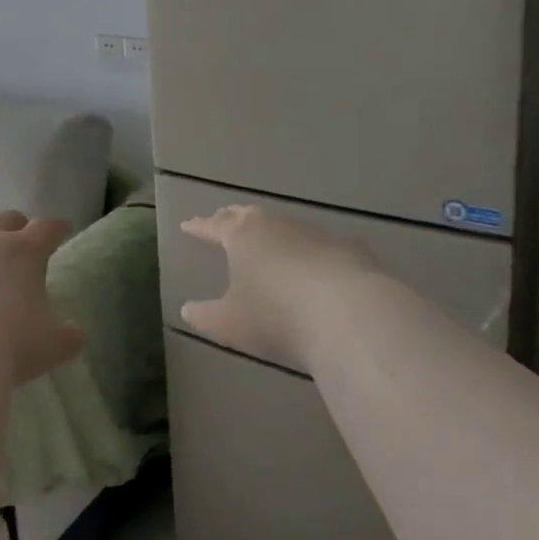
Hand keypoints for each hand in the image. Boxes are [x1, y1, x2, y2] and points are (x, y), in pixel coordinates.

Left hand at [0, 210, 85, 383]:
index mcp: (26, 251)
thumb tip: (75, 335)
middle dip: (17, 227)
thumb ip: (69, 336)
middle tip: (21, 241)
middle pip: (7, 219)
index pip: (48, 228)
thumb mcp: (53, 345)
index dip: (57, 228)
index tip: (62, 230)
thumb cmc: (10, 344)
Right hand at [179, 205, 373, 369]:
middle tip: (222, 219)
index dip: (199, 227)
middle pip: (248, 216)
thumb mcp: (230, 323)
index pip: (214, 226)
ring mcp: (315, 234)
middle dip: (232, 218)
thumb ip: (205, 315)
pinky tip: (318, 261)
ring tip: (267, 240)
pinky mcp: (349, 249)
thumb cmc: (277, 317)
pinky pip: (321, 245)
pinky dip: (312, 251)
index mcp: (242, 236)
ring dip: (273, 232)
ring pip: (285, 226)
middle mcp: (276, 225)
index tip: (187, 224)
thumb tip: (188, 309)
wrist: (351, 316)